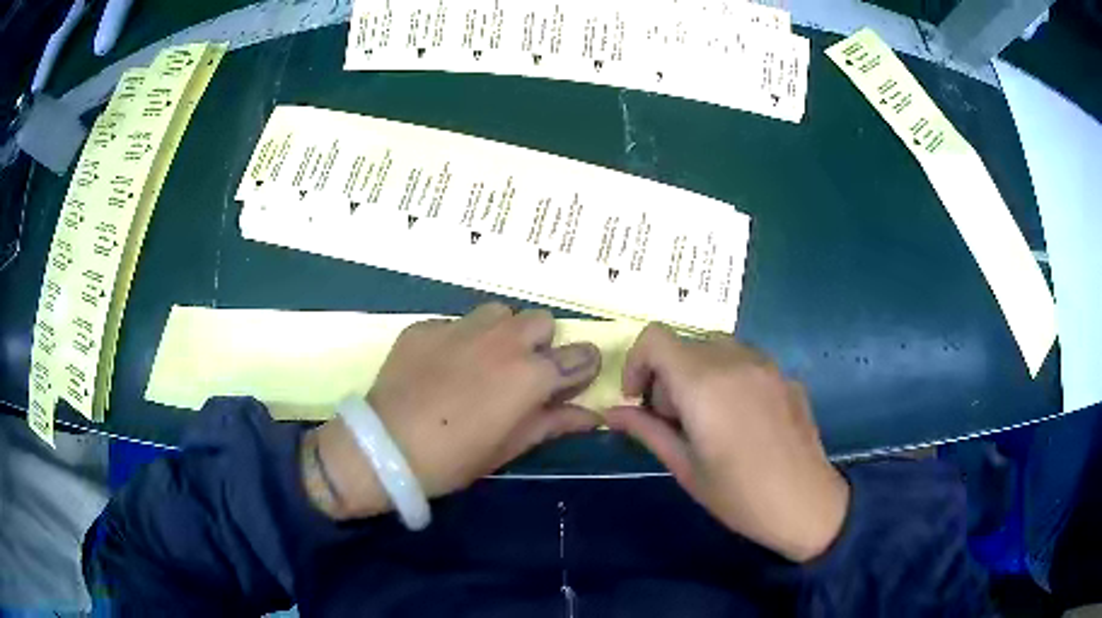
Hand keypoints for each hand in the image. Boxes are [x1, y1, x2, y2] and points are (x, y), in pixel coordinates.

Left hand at [304, 303, 601, 519]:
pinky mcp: (426, 326)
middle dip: (540, 343)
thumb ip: (554, 423)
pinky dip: (459, 340)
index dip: (581, 368)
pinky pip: (456, 323)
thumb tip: (592, 417)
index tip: (570, 381)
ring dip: (502, 332)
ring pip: (499, 312)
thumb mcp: (510, 447)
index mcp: (531, 374)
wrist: (386, 446)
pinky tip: (440, 367)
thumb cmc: (455, 458)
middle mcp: (503, 339)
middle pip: (541, 321)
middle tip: (521, 373)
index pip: (580, 355)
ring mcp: (461, 327)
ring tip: (482, 362)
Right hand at [605, 323, 848, 561]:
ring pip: (715, 349)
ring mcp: (767, 364)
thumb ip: (646, 431)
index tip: (639, 401)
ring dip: (698, 375)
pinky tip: (743, 422)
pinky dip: (729, 379)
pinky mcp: (786, 375)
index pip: (654, 338)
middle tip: (675, 422)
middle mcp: (735, 360)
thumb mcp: (685, 467)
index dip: (636, 363)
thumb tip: (612, 413)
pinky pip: (745, 363)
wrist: (807, 504)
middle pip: (684, 345)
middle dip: (667, 376)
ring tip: (708, 420)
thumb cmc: (739, 495)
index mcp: (704, 382)